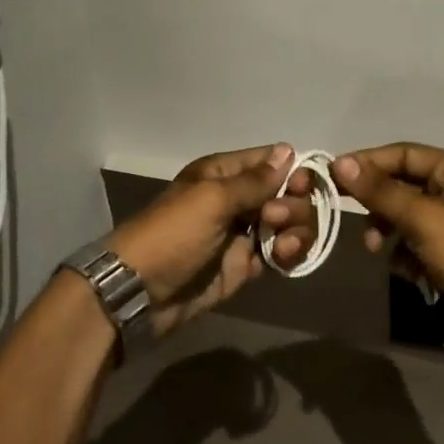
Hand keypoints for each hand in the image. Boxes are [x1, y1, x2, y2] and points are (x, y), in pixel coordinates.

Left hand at [107, 144, 315, 337]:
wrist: (141, 292)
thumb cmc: (174, 234)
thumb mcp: (212, 199)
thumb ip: (254, 180)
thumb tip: (288, 151)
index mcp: (223, 174)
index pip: (270, 161)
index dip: (292, 170)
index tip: (301, 185)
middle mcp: (236, 200)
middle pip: (285, 193)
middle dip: (292, 204)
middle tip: (275, 219)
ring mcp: (242, 234)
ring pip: (287, 224)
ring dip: (296, 230)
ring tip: (283, 246)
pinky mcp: (245, 265)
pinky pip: (279, 254)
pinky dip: (288, 254)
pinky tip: (284, 258)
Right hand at [331, 144, 443, 342]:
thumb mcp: (422, 219)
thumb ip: (380, 191)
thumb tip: (340, 163)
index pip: (404, 154)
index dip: (368, 162)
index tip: (333, 173)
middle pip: (401, 185)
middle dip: (377, 204)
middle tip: (346, 211)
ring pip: (403, 216)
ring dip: (387, 231)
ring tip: (375, 248)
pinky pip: (413, 242)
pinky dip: (404, 254)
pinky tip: (408, 271)